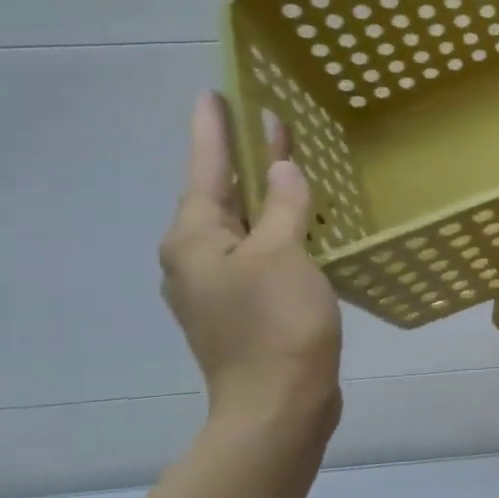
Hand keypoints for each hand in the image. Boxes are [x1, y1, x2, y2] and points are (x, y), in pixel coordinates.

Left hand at [160, 93, 343, 437]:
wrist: (279, 405)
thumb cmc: (276, 323)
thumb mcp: (282, 253)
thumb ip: (283, 205)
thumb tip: (282, 169)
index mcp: (195, 239)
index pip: (205, 168)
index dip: (213, 129)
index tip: (214, 92)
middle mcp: (196, 258)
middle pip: (222, 194)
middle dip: (243, 158)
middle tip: (266, 120)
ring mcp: (220, 286)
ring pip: (243, 224)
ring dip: (265, 194)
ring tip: (290, 164)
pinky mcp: (246, 307)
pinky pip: (260, 251)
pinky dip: (278, 228)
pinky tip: (303, 222)